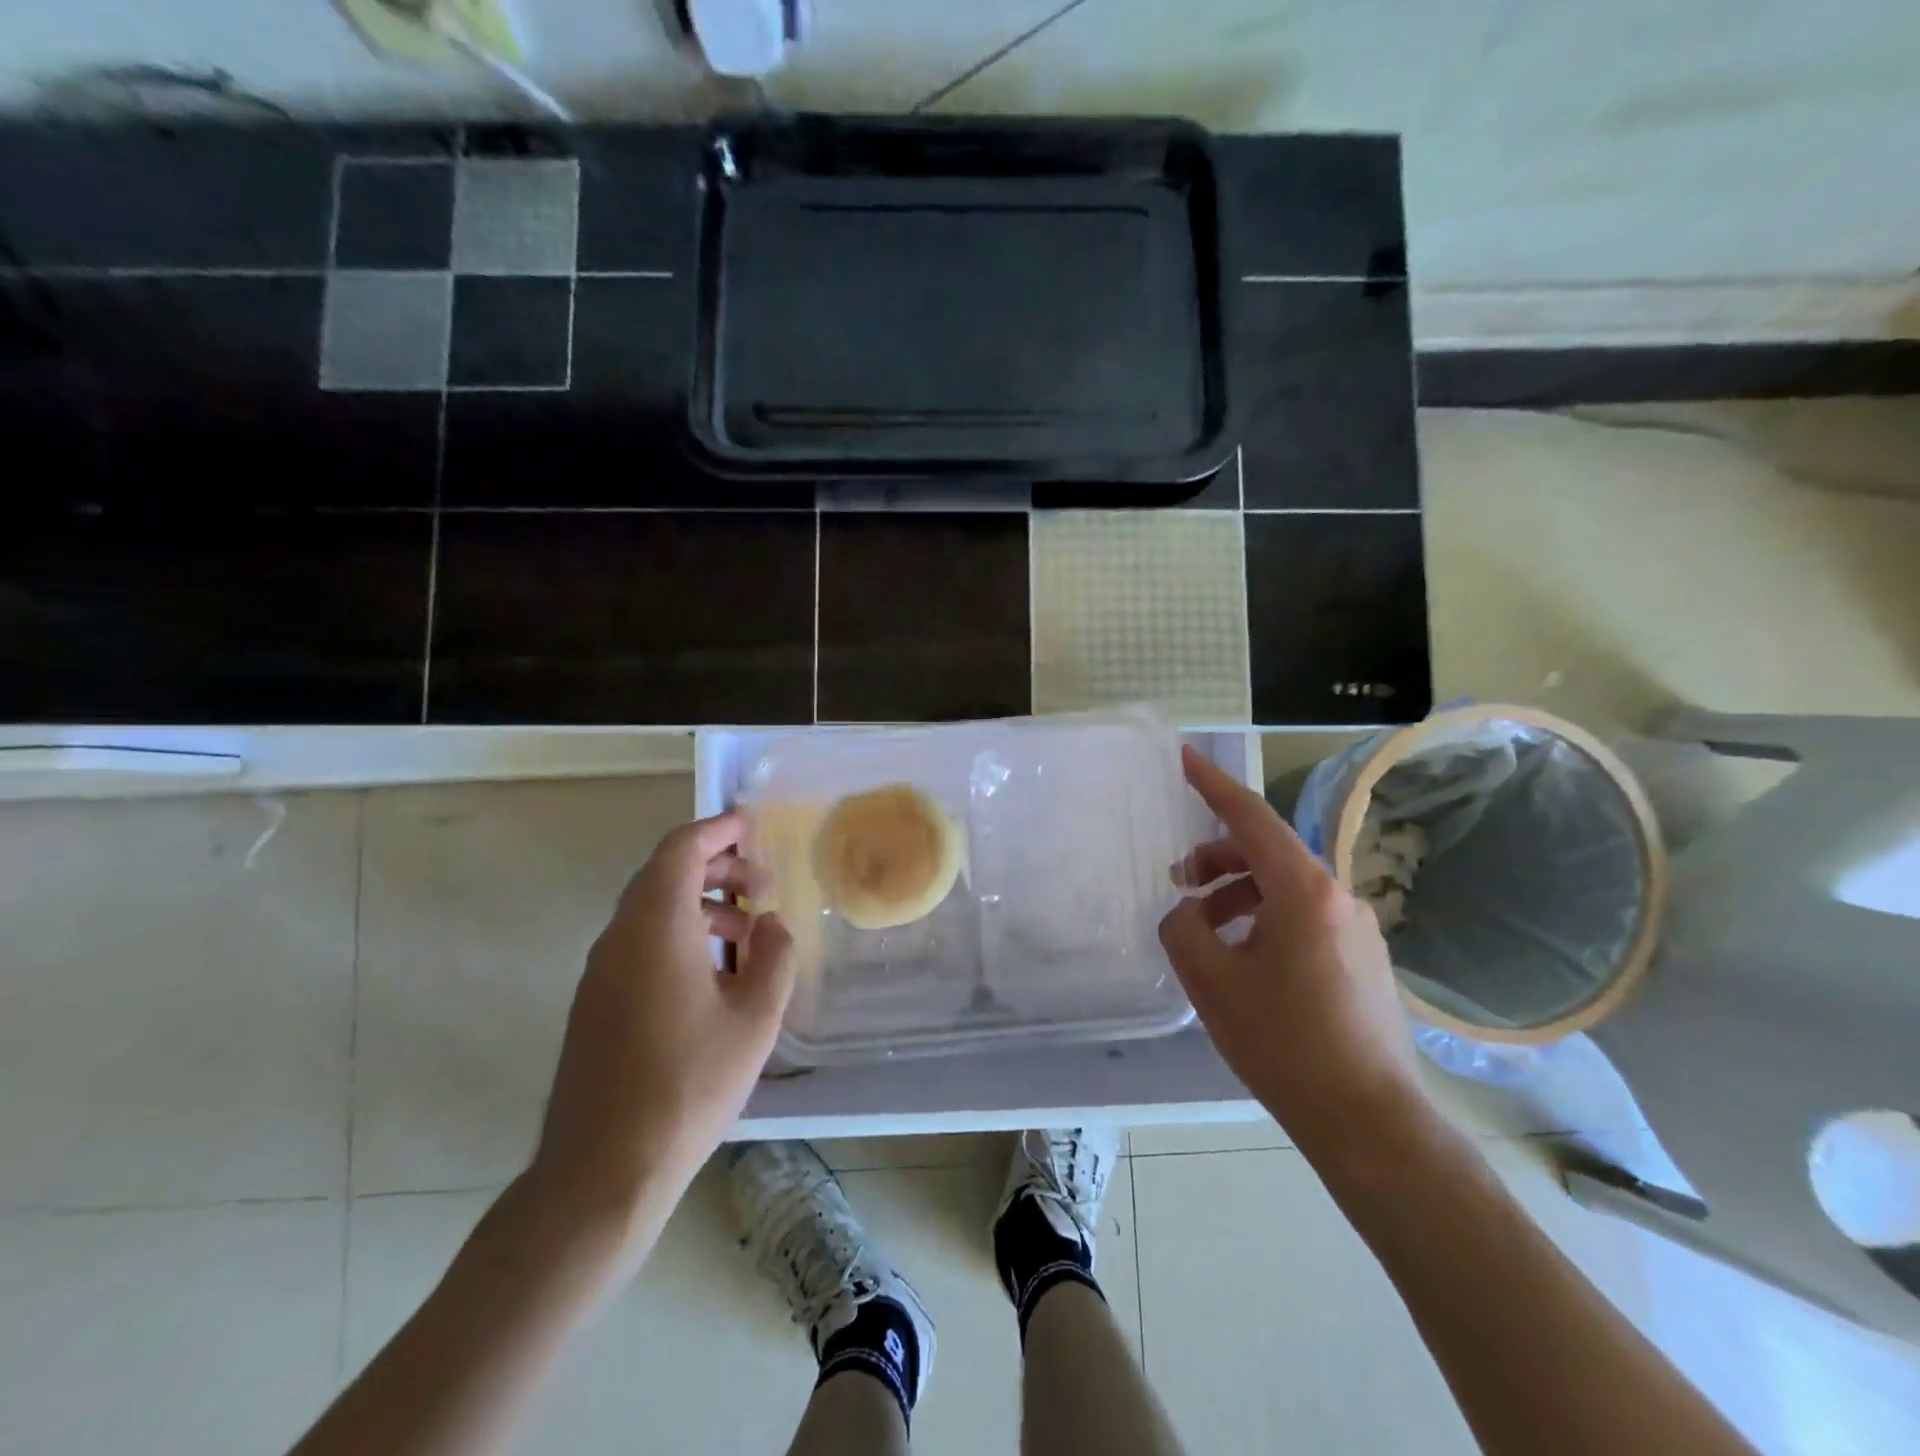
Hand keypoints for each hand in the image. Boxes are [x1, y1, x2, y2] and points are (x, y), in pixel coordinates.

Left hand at [528, 811, 794, 1249]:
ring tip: (748, 931)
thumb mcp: (754, 1019)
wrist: (602, 1172)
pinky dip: (679, 934)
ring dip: (700, 905)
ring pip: (651, 911)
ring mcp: (600, 973)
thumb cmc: (687, 1085)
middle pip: (663, 875)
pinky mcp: (595, 1004)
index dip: (717, 830)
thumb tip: (769, 925)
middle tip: (760, 883)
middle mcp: (619, 939)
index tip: (751, 826)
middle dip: (715, 867)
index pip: (680, 851)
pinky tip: (714, 974)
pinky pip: (640, 944)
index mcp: (655, 928)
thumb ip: (773, 957)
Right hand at [1159, 747, 1425, 1158]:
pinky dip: (1264, 918)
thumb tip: (1188, 912)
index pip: (1251, 817)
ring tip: (1205, 931)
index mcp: (1303, 891)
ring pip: (1284, 887)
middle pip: (1267, 852)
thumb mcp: (1211, 982)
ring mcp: (1357, 928)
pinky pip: (1303, 917)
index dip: (1213, 785)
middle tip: (1178, 885)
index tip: (1184, 758)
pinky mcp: (1363, 958)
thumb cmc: (1284, 1045)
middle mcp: (1338, 897)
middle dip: (1216, 858)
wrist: (1369, 1122)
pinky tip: (1244, 959)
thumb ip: (1182, 928)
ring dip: (1237, 894)